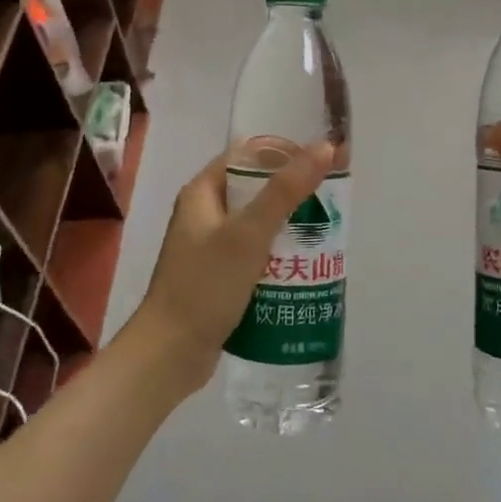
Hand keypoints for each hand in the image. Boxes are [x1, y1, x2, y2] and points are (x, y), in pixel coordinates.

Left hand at [124, 142, 335, 393]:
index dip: (283, 154)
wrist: (170, 354)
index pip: (246, 156)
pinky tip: (304, 268)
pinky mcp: (218, 277)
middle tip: (330, 204)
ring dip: (288, 228)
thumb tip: (324, 147)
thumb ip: (286, 191)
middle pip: (255, 191)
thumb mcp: (249, 234)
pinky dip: (278, 257)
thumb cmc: (205, 286)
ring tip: (325, 236)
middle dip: (292, 196)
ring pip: (257, 226)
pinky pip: (254, 256)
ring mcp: (209, 248)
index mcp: (202, 193)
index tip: (321, 163)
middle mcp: (203, 215)